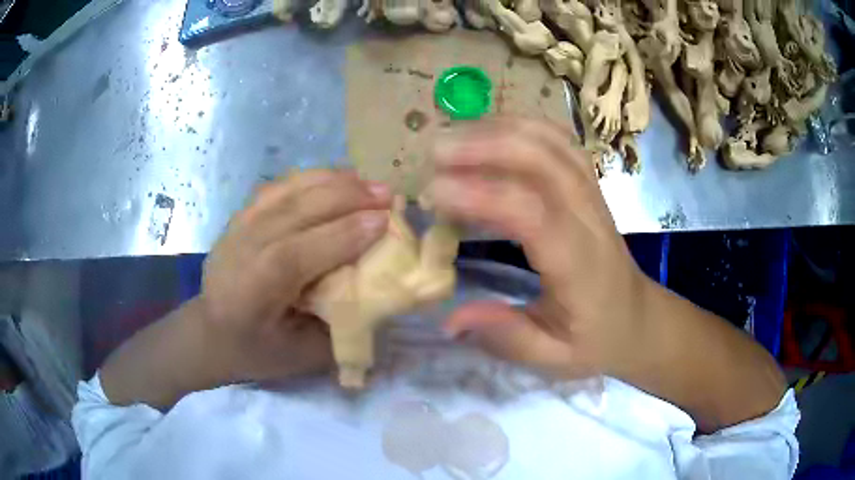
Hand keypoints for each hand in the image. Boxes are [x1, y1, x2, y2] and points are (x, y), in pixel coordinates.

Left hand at [200, 170, 391, 381]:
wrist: (210, 330)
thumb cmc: (257, 350)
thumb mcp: (302, 357)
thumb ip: (340, 328)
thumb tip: (380, 295)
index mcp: (253, 291)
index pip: (296, 254)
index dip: (342, 235)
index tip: (384, 221)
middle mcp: (242, 249)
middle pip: (294, 211)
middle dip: (346, 198)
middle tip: (387, 194)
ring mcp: (239, 226)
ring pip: (288, 191)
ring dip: (333, 182)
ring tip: (369, 182)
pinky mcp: (242, 215)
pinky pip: (280, 187)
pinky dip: (313, 178)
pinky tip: (338, 178)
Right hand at [428, 118, 649, 379]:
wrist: (639, 318)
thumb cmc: (598, 339)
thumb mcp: (555, 358)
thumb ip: (509, 339)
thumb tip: (451, 320)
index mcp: (580, 265)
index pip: (533, 215)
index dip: (481, 196)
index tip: (434, 194)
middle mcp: (589, 219)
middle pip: (544, 161)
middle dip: (487, 146)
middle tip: (435, 153)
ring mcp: (593, 195)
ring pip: (552, 142)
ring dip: (501, 130)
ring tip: (454, 136)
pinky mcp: (589, 186)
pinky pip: (559, 142)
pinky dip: (523, 127)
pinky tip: (491, 132)